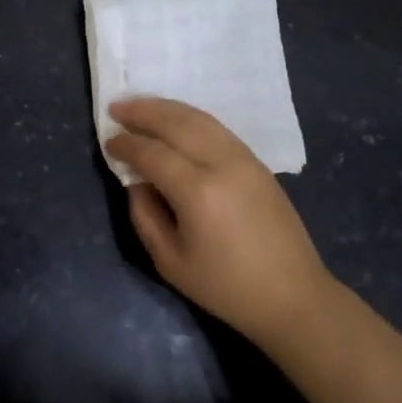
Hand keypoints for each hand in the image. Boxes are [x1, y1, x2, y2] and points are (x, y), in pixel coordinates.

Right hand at [106, 98, 330, 346]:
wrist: (292, 295)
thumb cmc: (226, 287)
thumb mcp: (170, 262)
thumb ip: (144, 215)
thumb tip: (136, 182)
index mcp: (197, 192)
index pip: (152, 153)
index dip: (126, 145)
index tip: (108, 142)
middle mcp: (221, 164)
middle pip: (176, 123)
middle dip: (142, 112)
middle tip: (116, 108)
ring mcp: (243, 158)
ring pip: (198, 118)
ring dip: (166, 108)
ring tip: (140, 106)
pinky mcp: (256, 161)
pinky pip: (216, 128)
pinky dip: (190, 117)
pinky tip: (175, 121)